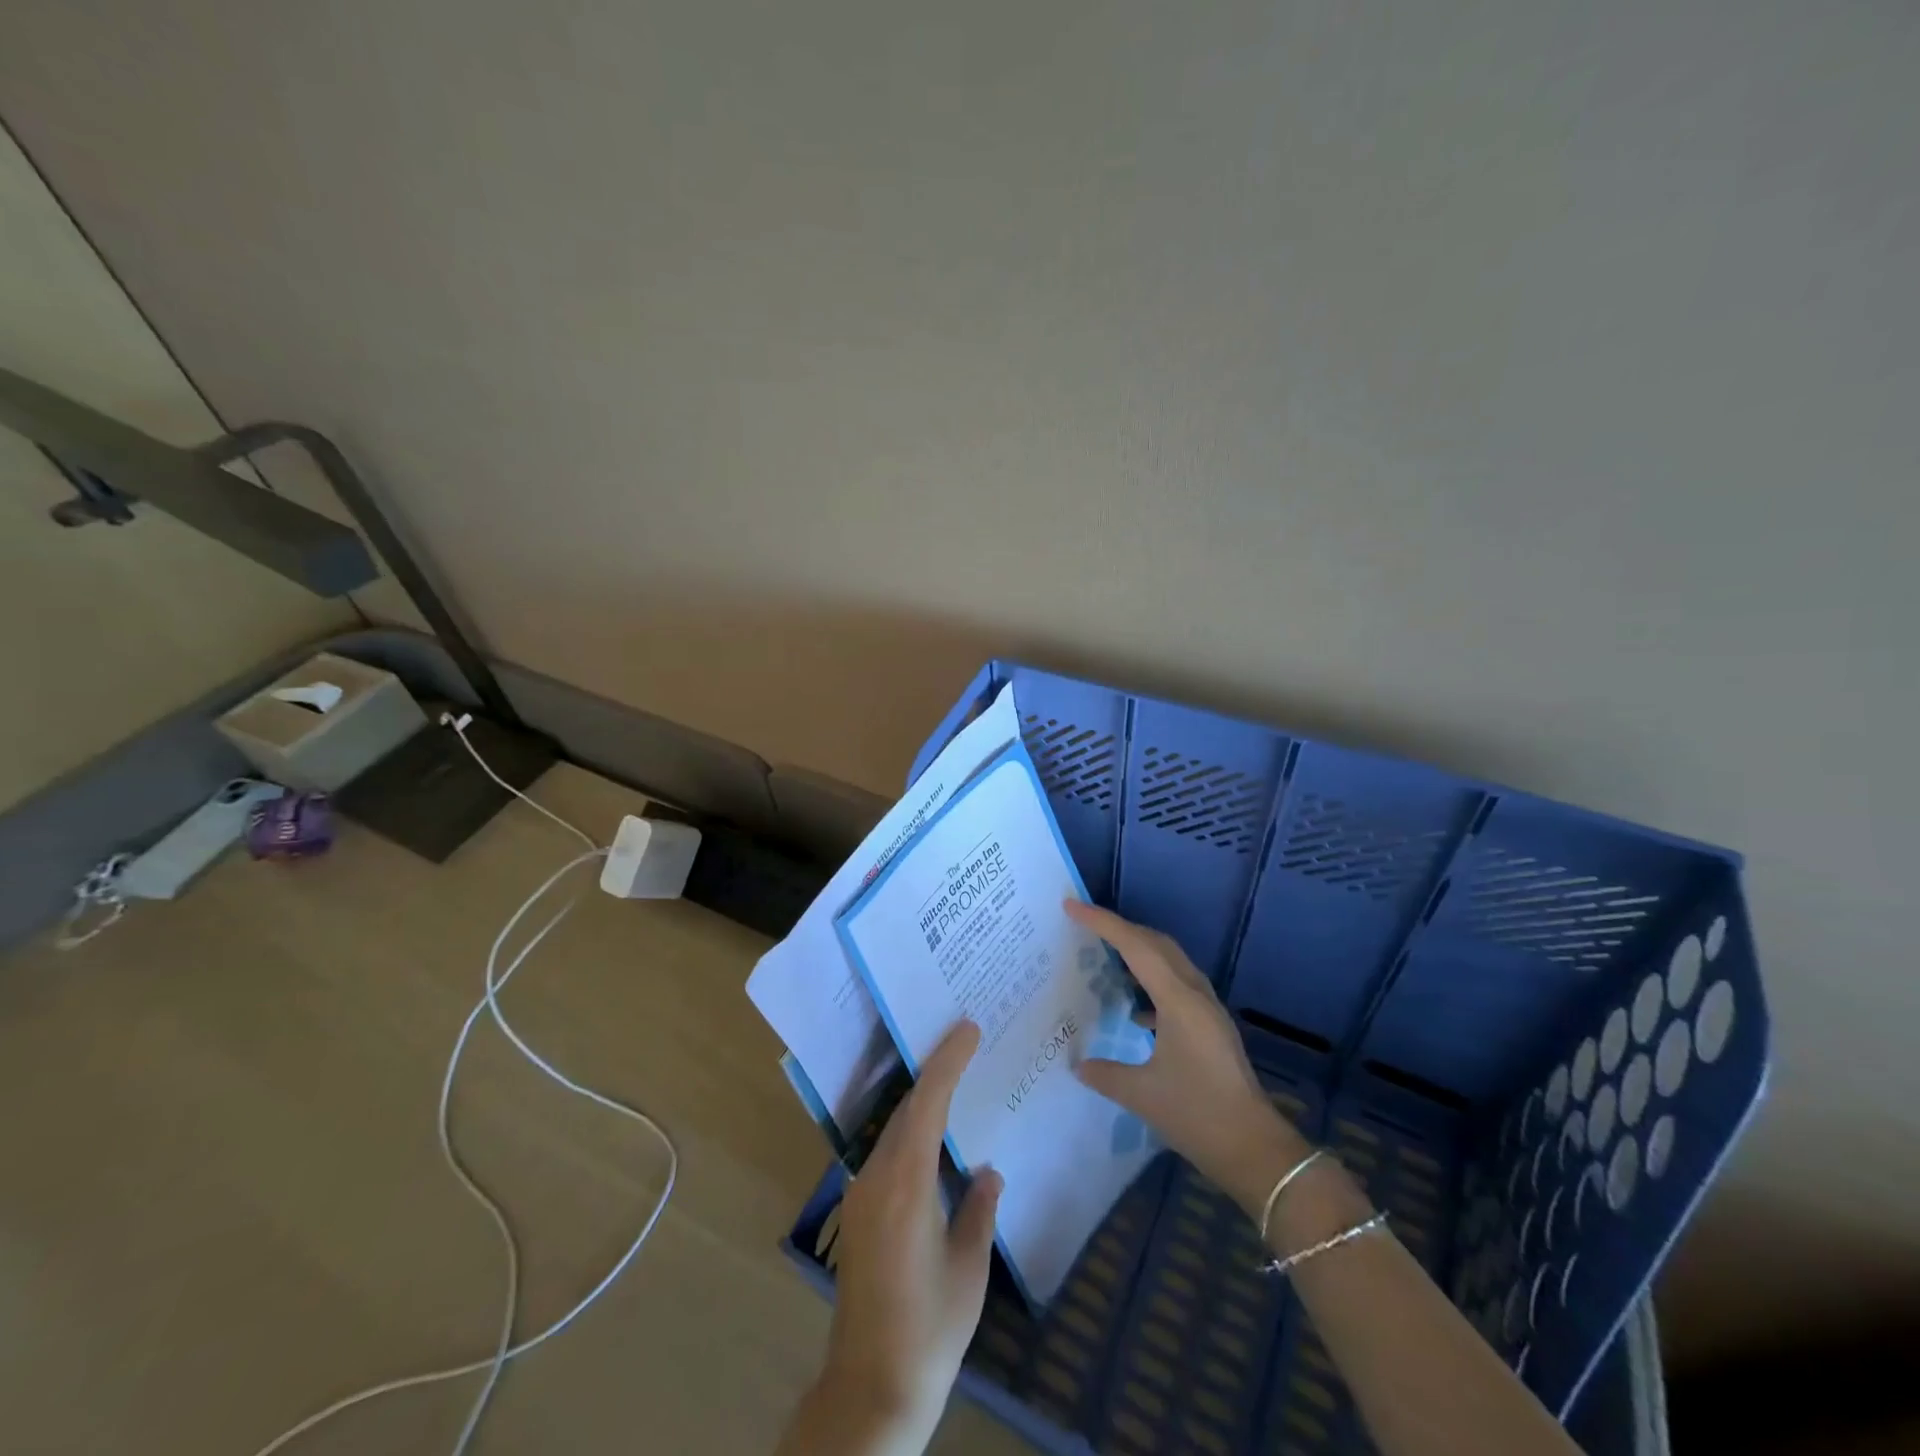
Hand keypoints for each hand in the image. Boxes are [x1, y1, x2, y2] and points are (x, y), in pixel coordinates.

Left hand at [779, 1021, 1003, 1455]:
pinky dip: (910, 1132)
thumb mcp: (968, 1269)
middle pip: (906, 1109)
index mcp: (906, 1184)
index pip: (927, 1104)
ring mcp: (860, 1195)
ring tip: (954, 1079)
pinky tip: (931, 1140)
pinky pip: (886, 1154)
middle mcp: (875, 1177)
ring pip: (893, 1129)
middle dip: (935, 1071)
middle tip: (965, 1041)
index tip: (967, 1029)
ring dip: (921, 1102)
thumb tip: (988, 1172)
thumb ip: (978, 1211)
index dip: (947, 1062)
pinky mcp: (857, 1213)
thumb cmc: (930, 1328)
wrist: (870, 1388)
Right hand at [1068, 901, 1308, 1217]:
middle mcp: (1195, 994)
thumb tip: (1078, 1064)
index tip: (1071, 906)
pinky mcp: (1211, 1025)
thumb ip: (1105, 1074)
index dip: (1102, 922)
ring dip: (1138, 951)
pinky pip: (1176, 984)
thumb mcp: (1142, 1095)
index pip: (1135, 946)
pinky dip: (1151, 981)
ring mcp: (1207, 1009)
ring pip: (1169, 961)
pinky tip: (1135, 1011)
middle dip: (1120, 928)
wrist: (1254, 1148)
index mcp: (1178, 1000)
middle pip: (1155, 943)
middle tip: (1084, 924)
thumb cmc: (1197, 1114)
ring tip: (1105, 956)